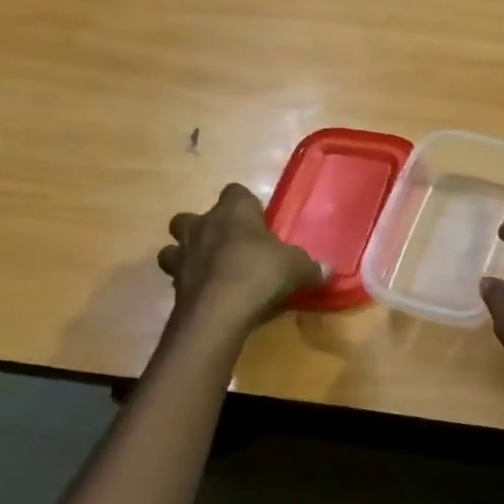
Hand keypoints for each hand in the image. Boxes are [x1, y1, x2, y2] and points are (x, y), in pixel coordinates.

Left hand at [158, 183, 323, 332]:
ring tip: (208, 267)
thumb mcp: (297, 268)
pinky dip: (188, 281)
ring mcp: (183, 254)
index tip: (258, 220)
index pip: (235, 191)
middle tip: (228, 244)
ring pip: (174, 244)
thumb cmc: (260, 274)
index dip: (245, 204)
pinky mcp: (173, 283)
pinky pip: (177, 275)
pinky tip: (205, 292)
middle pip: (193, 216)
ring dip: (187, 252)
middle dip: (206, 226)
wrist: (218, 313)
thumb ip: (311, 267)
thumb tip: (329, 270)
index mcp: (234, 212)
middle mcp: (203, 226)